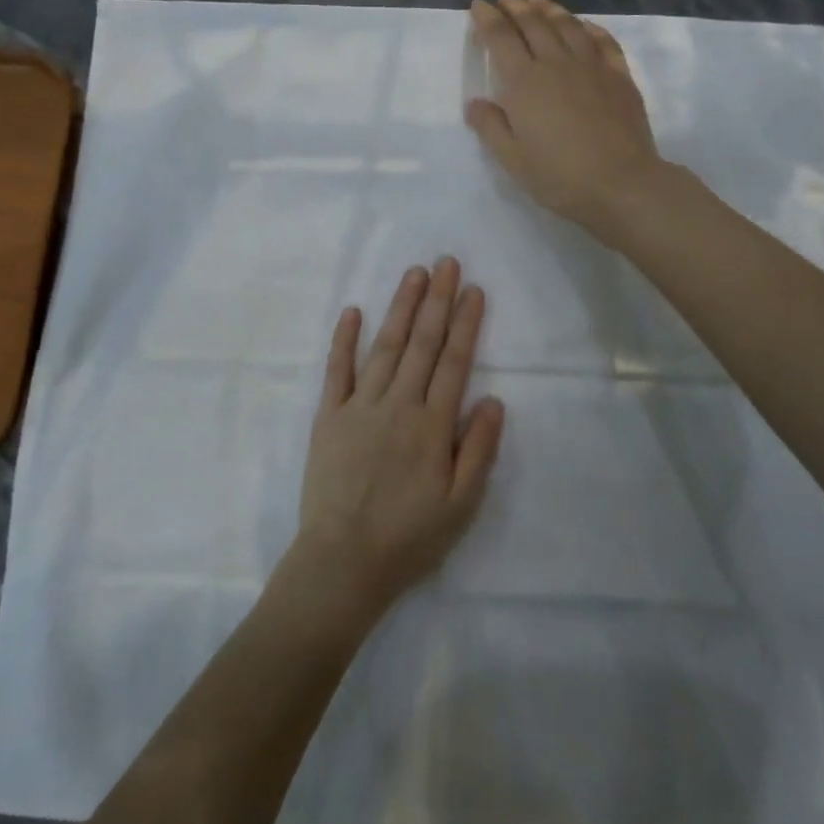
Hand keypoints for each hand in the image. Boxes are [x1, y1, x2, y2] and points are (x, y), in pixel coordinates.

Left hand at [294, 258, 505, 618]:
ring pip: (385, 346)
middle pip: (422, 343)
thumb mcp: (461, 505)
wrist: (342, 562)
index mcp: (432, 425)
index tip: (473, 289)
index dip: (465, 323)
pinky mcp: (329, 416)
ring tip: (414, 273)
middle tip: (446, 261)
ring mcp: (360, 406)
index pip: (454, 361)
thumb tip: (493, 398)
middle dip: (436, 300)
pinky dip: (345, 339)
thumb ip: (478, 449)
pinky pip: (337, 370)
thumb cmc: (409, 537)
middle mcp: (398, 404)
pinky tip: (352, 311)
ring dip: (401, 307)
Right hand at [464, 0, 665, 235]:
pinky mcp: (619, 76)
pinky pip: (603, 41)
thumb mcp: (513, 160)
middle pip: (533, 24)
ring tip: (537, 1)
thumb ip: (491, 127)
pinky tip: (584, 26)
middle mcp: (556, 64)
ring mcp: (591, 66)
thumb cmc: (559, 176)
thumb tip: (475, 103)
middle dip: (516, 7)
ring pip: (568, 25)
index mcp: (524, 83)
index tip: (478, 5)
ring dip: (550, 9)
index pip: (501, 39)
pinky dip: (590, 28)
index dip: (487, 19)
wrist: (621, 184)